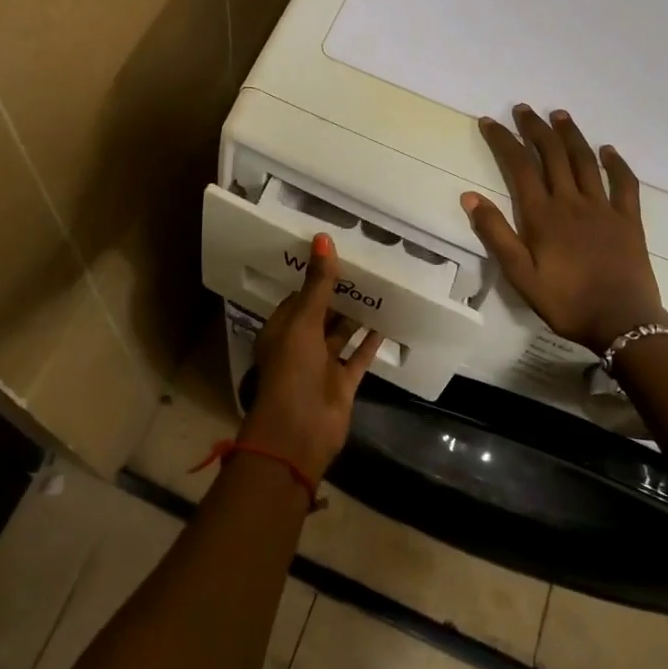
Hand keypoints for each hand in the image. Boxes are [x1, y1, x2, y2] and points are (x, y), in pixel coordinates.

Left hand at [240, 233, 383, 480]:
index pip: (297, 297)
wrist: (300, 430)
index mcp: (281, 329)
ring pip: (340, 335)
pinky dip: (370, 342)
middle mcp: (300, 345)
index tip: (335, 257)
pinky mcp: (343, 383)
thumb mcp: (303, 321)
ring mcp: (322, 365)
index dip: (314, 278)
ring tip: (377, 289)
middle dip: (338, 296)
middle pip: (321, 315)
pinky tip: (386, 322)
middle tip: (364, 268)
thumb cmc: (292, 369)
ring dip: (355, 316)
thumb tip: (323, 238)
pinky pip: (359, 357)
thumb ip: (317, 283)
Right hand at [461, 105, 667, 353]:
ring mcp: (603, 208)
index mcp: (542, 215)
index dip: (503, 140)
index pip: (518, 166)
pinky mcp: (628, 219)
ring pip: (584, 161)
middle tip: (523, 109)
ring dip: (570, 135)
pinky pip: (624, 183)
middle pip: (552, 154)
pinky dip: (616, 163)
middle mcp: (572, 202)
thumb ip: (495, 234)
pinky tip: (608, 151)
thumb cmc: (565, 301)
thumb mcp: (520, 275)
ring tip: (559, 115)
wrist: (622, 323)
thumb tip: (470, 196)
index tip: (489, 122)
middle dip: (535, 128)